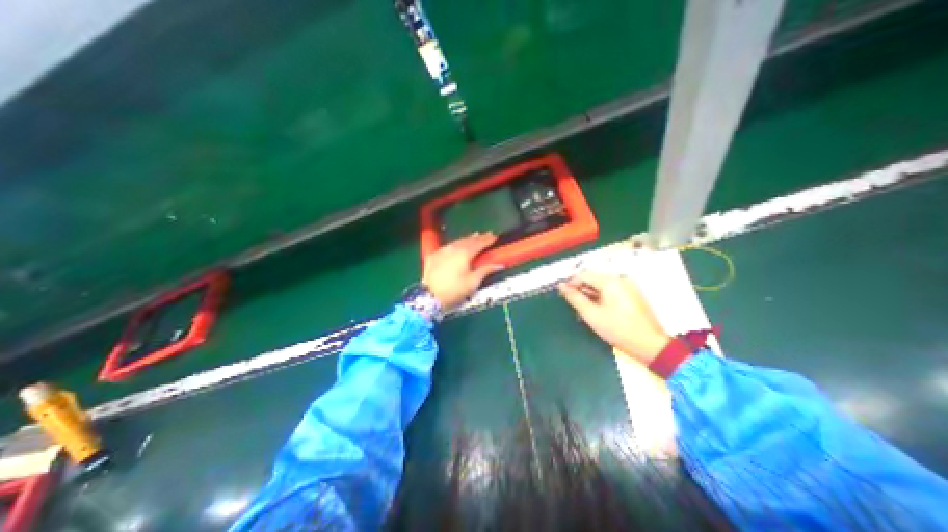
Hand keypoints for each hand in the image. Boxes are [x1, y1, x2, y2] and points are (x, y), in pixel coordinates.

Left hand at [422, 233, 501, 311]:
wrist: (429, 296)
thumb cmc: (454, 290)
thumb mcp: (473, 282)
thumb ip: (485, 270)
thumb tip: (499, 265)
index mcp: (465, 253)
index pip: (479, 243)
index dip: (488, 240)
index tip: (495, 237)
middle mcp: (454, 248)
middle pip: (468, 240)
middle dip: (479, 237)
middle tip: (487, 235)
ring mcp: (442, 250)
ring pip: (458, 241)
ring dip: (467, 239)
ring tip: (475, 237)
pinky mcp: (434, 255)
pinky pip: (448, 246)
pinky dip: (456, 244)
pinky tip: (457, 245)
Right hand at [558, 272, 668, 363]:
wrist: (650, 345)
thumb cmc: (617, 329)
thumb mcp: (591, 314)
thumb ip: (575, 298)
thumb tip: (561, 286)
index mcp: (611, 281)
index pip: (585, 275)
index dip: (571, 283)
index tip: (561, 294)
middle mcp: (621, 280)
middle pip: (594, 280)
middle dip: (580, 290)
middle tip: (571, 303)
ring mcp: (629, 288)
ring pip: (602, 287)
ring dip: (590, 295)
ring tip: (581, 310)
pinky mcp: (633, 296)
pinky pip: (611, 292)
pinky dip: (601, 299)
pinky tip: (595, 311)